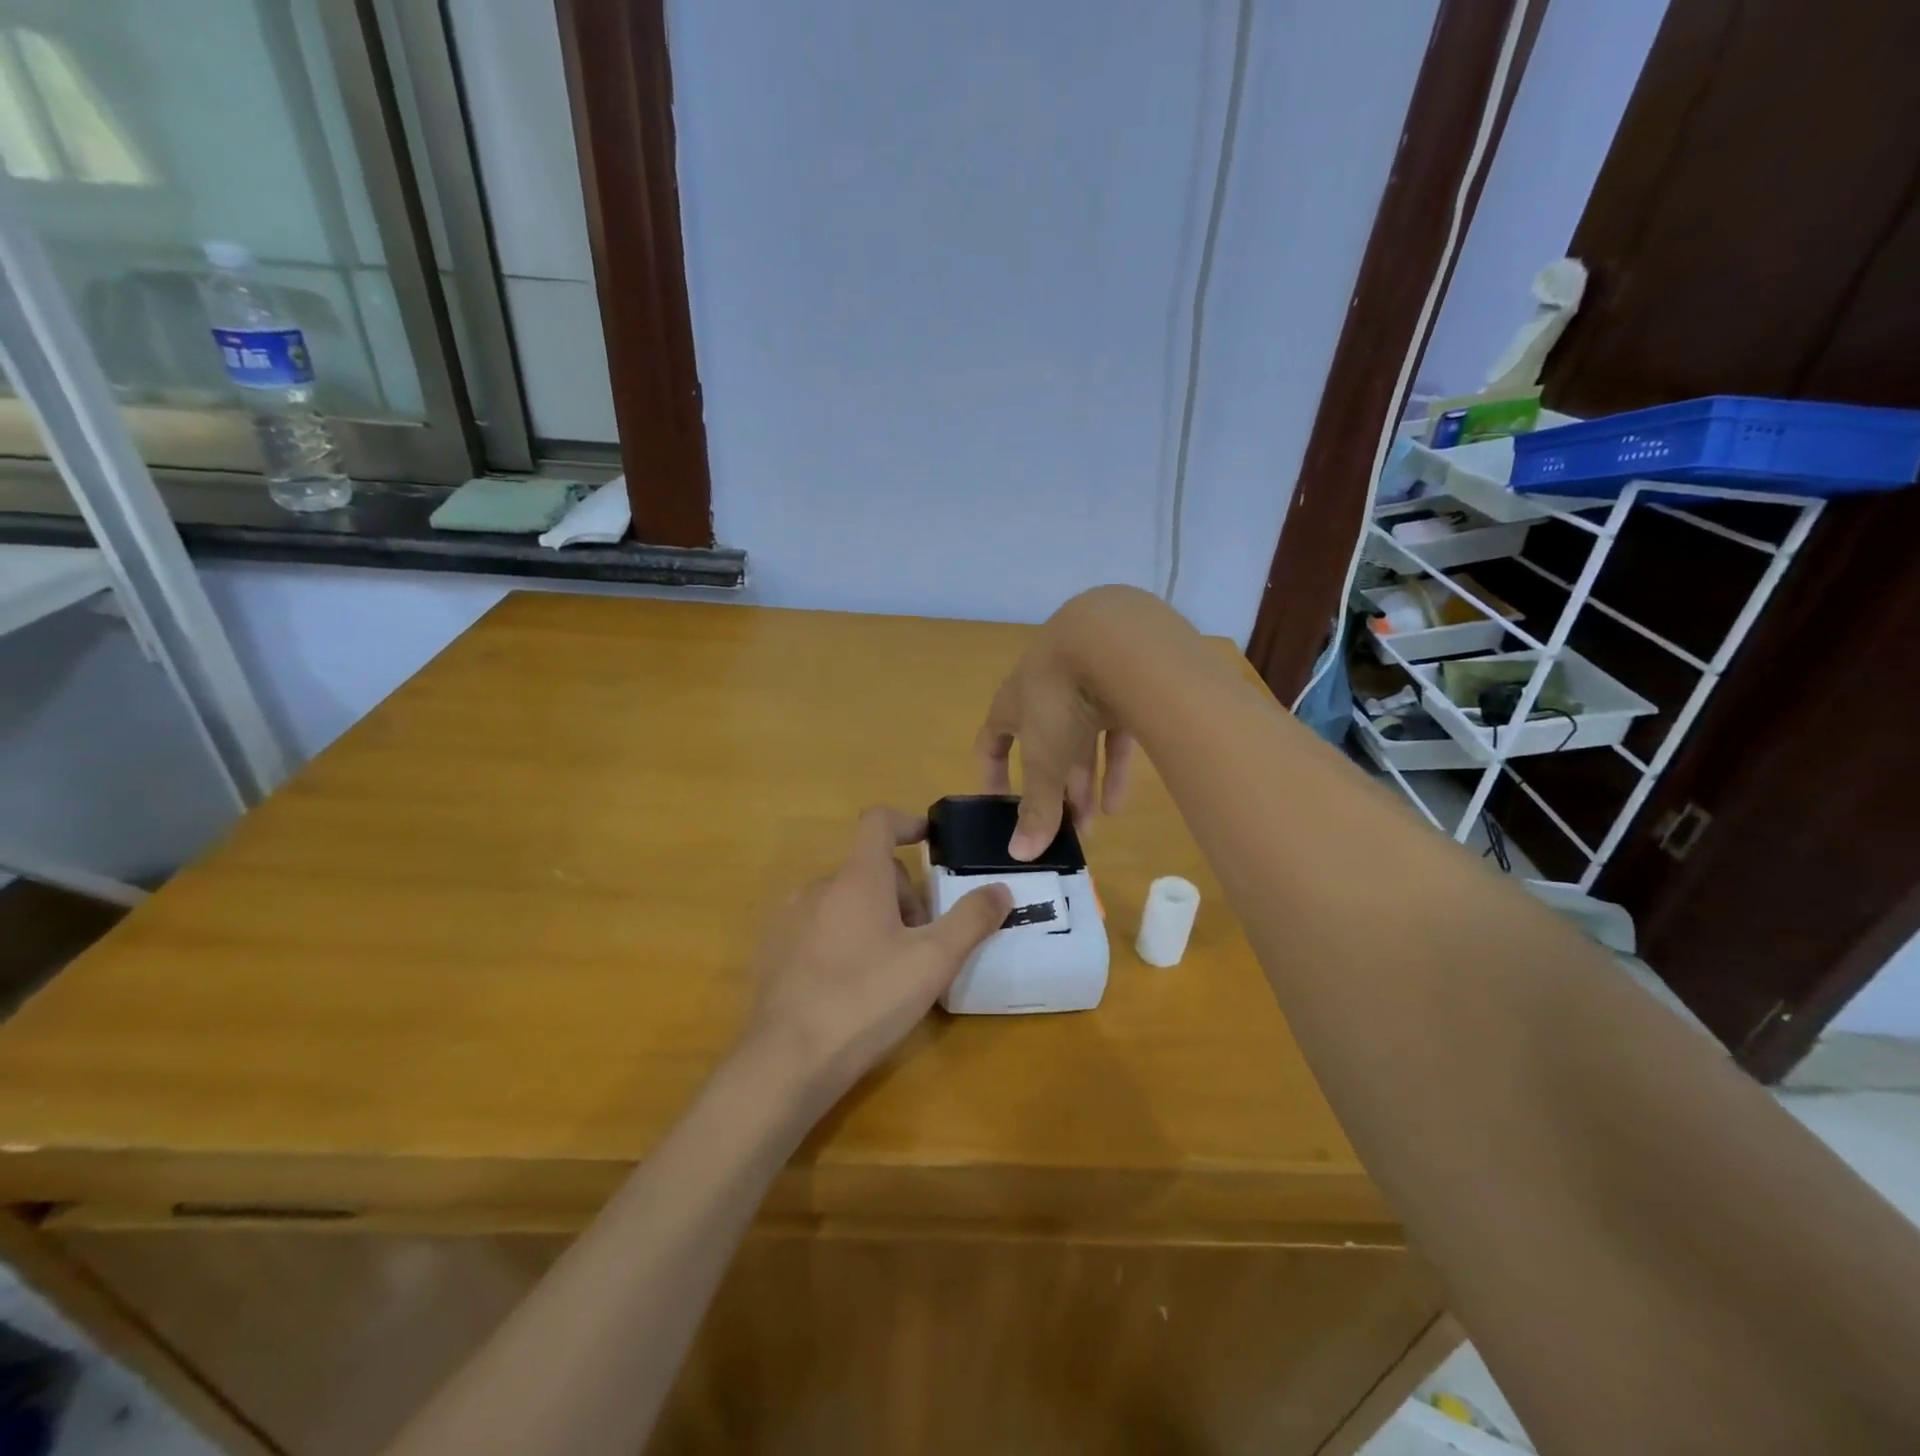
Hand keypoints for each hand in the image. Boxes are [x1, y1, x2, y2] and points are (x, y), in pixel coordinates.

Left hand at [743, 808, 1010, 1109]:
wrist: (788, 1061)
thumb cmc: (867, 1000)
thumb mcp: (933, 961)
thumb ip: (971, 919)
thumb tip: (999, 889)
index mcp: (857, 878)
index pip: (879, 822)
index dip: (908, 822)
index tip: (931, 840)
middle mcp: (818, 886)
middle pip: (869, 870)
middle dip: (902, 895)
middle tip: (923, 942)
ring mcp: (789, 919)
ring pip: (844, 900)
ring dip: (873, 918)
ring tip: (889, 968)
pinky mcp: (774, 951)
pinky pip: (817, 927)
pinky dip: (842, 939)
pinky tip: (851, 985)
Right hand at [975, 598, 1136, 861]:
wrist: (1114, 640)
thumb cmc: (1059, 699)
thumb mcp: (1044, 759)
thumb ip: (1036, 807)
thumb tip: (1019, 855)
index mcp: (1013, 704)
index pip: (991, 742)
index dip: (992, 775)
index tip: (999, 809)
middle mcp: (1045, 695)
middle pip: (1044, 751)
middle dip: (1052, 791)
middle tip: (1061, 828)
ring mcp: (1085, 689)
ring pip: (1080, 745)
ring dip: (1083, 786)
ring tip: (1092, 826)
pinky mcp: (1123, 690)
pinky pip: (1114, 735)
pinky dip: (1114, 768)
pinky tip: (1118, 804)